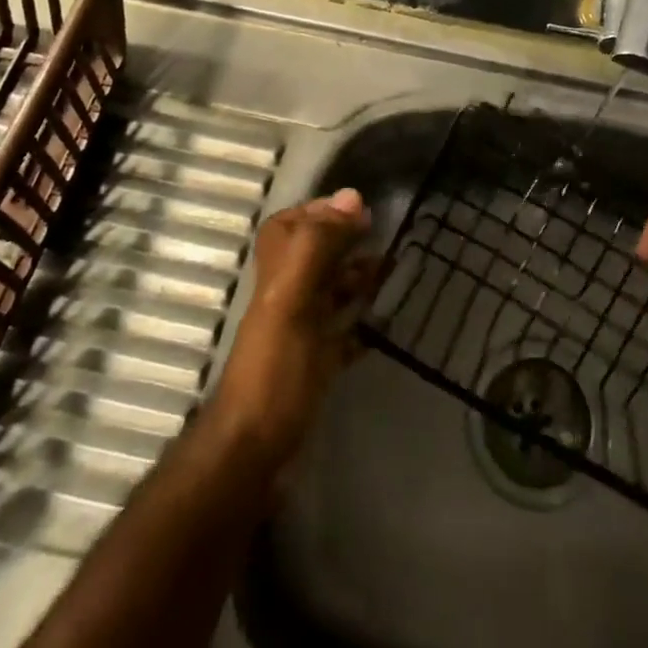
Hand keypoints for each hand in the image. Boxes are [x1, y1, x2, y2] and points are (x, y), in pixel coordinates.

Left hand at [203, 188, 374, 467]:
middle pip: (315, 256)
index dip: (316, 211)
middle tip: (383, 233)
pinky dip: (362, 323)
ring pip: (331, 291)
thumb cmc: (274, 369)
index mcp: (277, 276)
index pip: (288, 227)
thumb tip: (352, 196)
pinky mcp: (316, 366)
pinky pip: (343, 333)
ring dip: (357, 277)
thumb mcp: (292, 297)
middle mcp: (287, 297)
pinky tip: (386, 321)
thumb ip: (318, 245)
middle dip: (346, 240)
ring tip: (393, 268)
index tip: (356, 207)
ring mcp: (301, 333)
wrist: (254, 452)